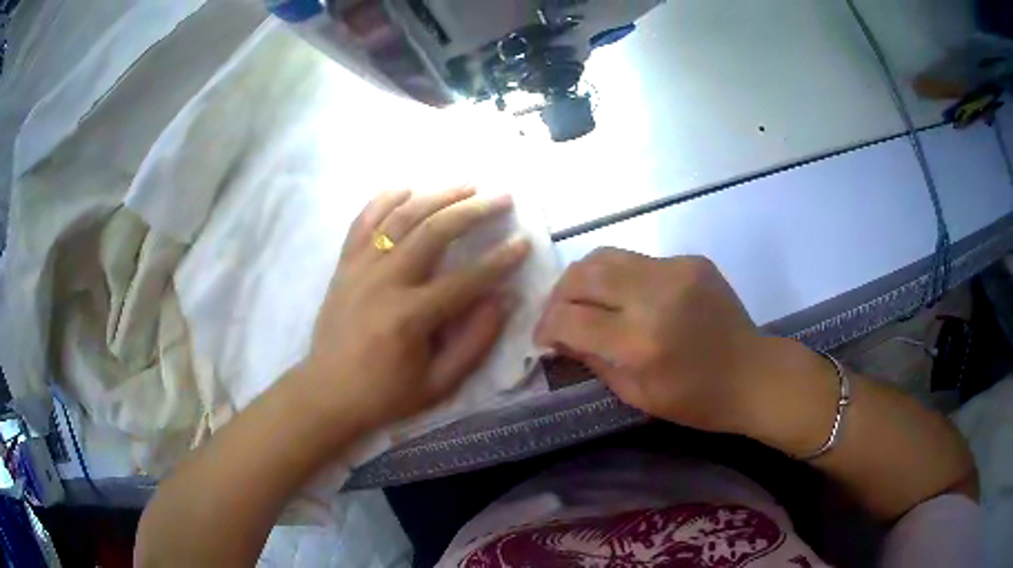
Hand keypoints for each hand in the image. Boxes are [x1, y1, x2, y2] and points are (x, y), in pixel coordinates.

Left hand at [296, 186, 530, 433]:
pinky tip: (406, 187)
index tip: (524, 242)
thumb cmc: (385, 394)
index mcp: (410, 316)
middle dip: (473, 210)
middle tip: (501, 198)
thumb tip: (502, 300)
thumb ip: (474, 343)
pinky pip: (363, 222)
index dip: (500, 260)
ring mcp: (360, 268)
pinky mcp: (344, 265)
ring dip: (437, 196)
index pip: (466, 279)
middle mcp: (385, 282)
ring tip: (466, 185)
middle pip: (434, 232)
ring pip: (402, 217)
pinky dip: (384, 199)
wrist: (327, 393)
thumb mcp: (438, 385)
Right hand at [534, 248, 764, 433]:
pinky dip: (622, 277)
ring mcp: (676, 271)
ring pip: (606, 255)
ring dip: (584, 278)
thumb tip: (560, 338)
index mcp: (641, 342)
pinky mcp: (691, 261)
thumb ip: (593, 361)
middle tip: (560, 315)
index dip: (546, 327)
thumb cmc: (697, 400)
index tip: (544, 338)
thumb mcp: (638, 395)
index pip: (570, 319)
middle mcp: (654, 296)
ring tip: (585, 300)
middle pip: (582, 275)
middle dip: (559, 295)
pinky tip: (630, 298)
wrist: (754, 374)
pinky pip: (639, 260)